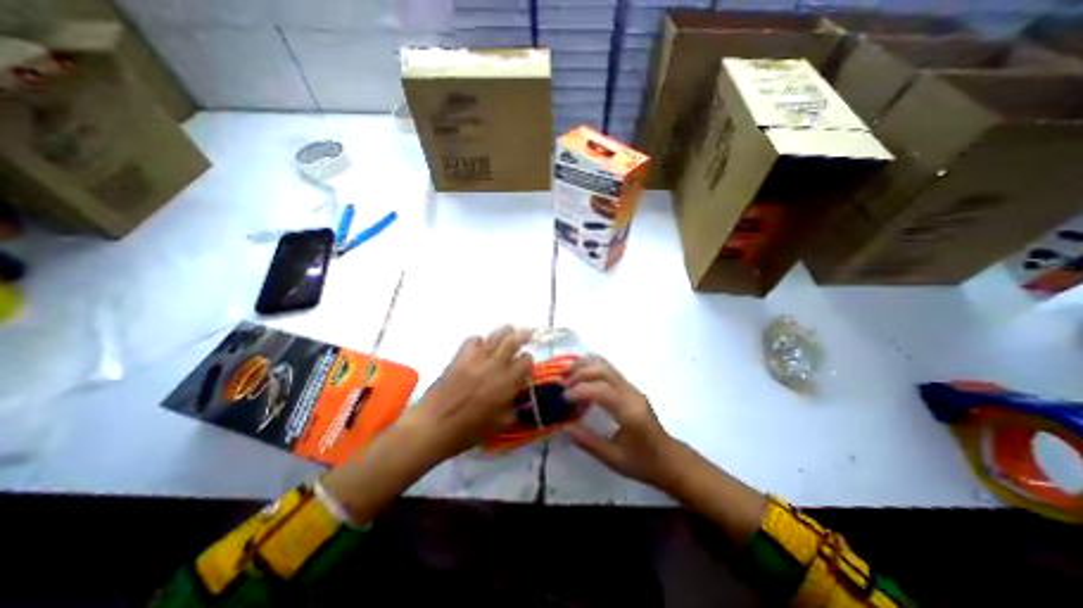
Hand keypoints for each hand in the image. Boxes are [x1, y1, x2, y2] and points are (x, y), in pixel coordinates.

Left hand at [318, 325, 534, 524]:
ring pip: (494, 336)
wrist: (432, 427)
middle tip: (527, 332)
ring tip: (509, 330)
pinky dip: (480, 341)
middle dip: (523, 335)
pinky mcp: (460, 358)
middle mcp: (494, 367)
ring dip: (505, 331)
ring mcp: (475, 360)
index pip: (525, 361)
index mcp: (506, 384)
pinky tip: (480, 347)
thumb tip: (520, 400)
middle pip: (513, 341)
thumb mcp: (498, 426)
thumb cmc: (467, 432)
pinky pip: (473, 340)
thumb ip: (514, 410)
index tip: (525, 366)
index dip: (528, 362)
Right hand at [563, 356, 678, 492]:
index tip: (564, 398)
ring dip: (585, 365)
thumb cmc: (643, 463)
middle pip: (604, 371)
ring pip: (607, 366)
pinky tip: (581, 373)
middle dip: (580, 372)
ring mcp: (633, 389)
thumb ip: (588, 442)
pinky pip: (610, 371)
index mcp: (630, 413)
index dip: (580, 390)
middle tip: (562, 382)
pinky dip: (593, 367)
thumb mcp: (614, 459)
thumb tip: (565, 428)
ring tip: (567, 372)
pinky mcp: (631, 389)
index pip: (601, 391)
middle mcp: (632, 395)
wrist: (670, 459)